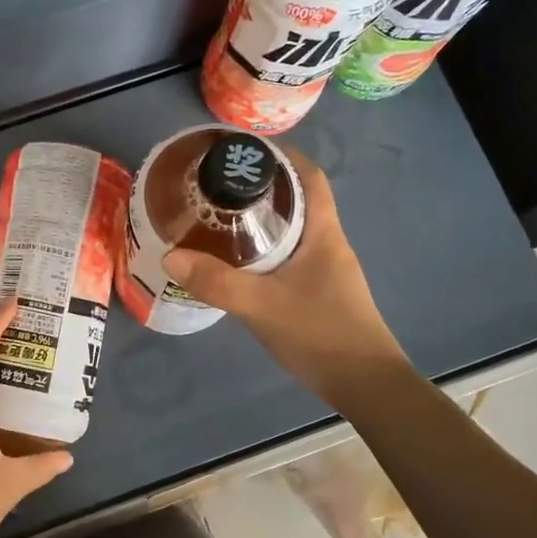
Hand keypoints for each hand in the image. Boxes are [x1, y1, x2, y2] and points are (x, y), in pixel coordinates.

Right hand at [164, 148, 405, 407]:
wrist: (365, 385)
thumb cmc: (321, 334)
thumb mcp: (262, 306)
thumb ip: (217, 282)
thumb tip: (171, 256)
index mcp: (324, 233)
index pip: (310, 177)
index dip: (283, 156)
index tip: (245, 152)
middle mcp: (328, 244)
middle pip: (298, 200)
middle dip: (261, 187)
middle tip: (218, 186)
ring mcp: (326, 270)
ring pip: (292, 231)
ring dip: (261, 220)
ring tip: (219, 219)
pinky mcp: (319, 292)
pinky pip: (288, 256)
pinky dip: (263, 250)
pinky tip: (237, 264)